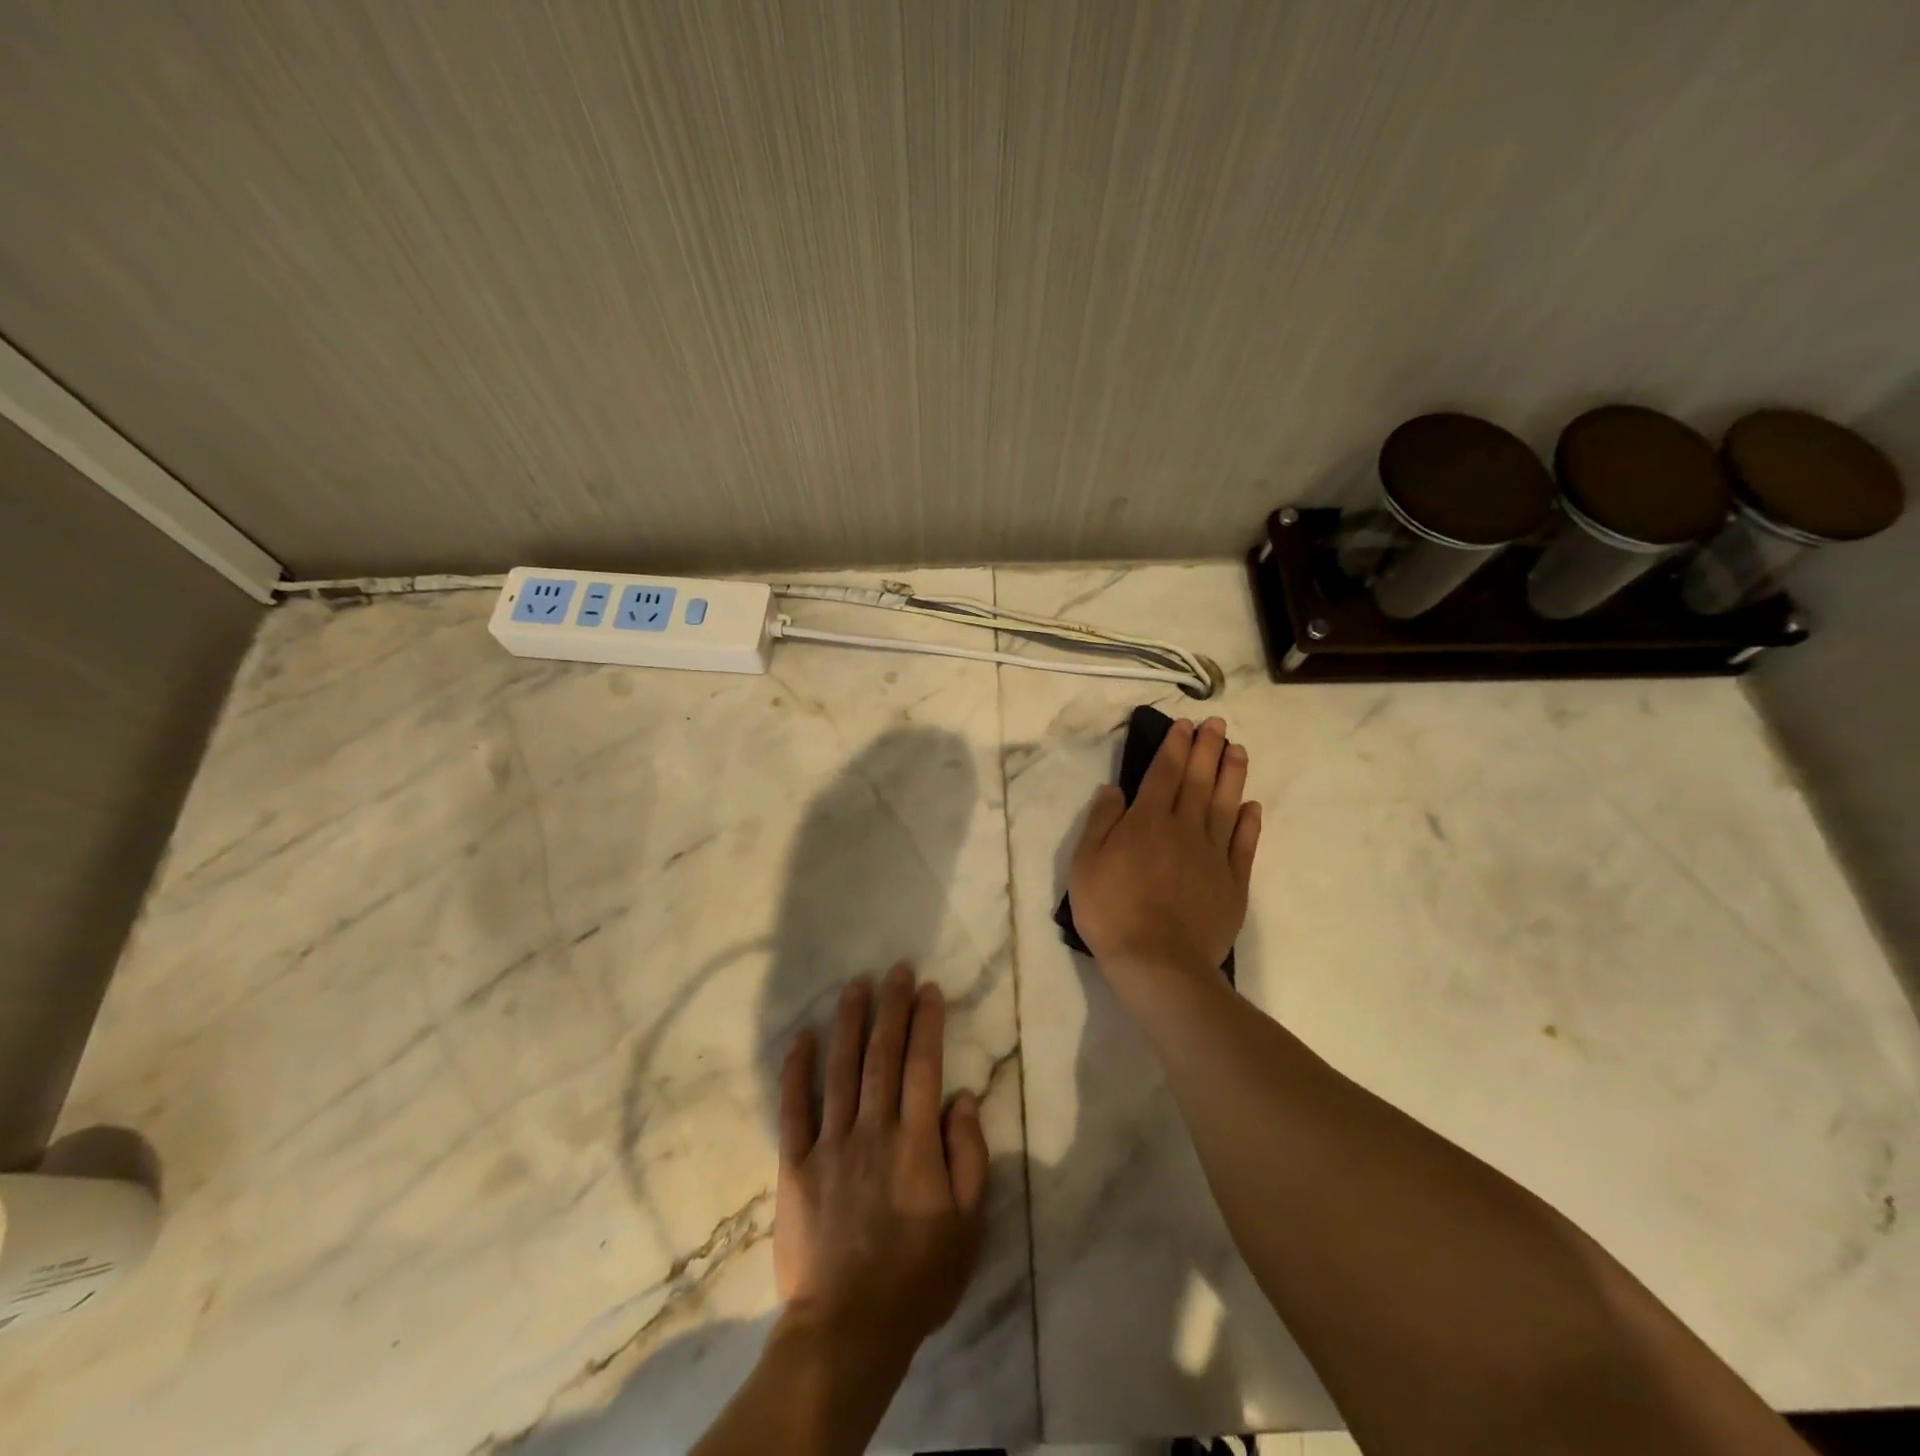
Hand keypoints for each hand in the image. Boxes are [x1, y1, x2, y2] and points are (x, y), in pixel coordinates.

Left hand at [774, 964, 989, 1368]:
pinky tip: (801, 1036)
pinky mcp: (796, 1164)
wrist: (848, 1329)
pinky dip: (796, 1070)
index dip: (927, 1022)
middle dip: (891, 1007)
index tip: (929, 988)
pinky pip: (794, 1108)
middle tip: (895, 970)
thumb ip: (968, 1156)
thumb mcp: (967, 1225)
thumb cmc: (918, 1278)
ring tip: (855, 986)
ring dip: (849, 1023)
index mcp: (915, 1143)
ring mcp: (830, 1144)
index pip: (923, 1065)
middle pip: (883, 1055)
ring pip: (841, 1069)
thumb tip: (961, 1098)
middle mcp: (873, 1130)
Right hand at [1067, 716, 1260, 978]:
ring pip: (1226, 805)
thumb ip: (1101, 822)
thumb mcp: (1085, 864)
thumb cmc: (1113, 911)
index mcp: (1148, 821)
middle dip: (1207, 749)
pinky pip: (1243, 844)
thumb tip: (1115, 790)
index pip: (1164, 773)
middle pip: (1199, 780)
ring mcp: (1213, 855)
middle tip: (1217, 725)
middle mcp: (1185, 828)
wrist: (1158, 963)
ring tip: (1238, 751)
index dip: (1174, 746)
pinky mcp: (1233, 882)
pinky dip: (1249, 823)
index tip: (1185, 725)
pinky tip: (1251, 807)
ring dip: (1232, 775)